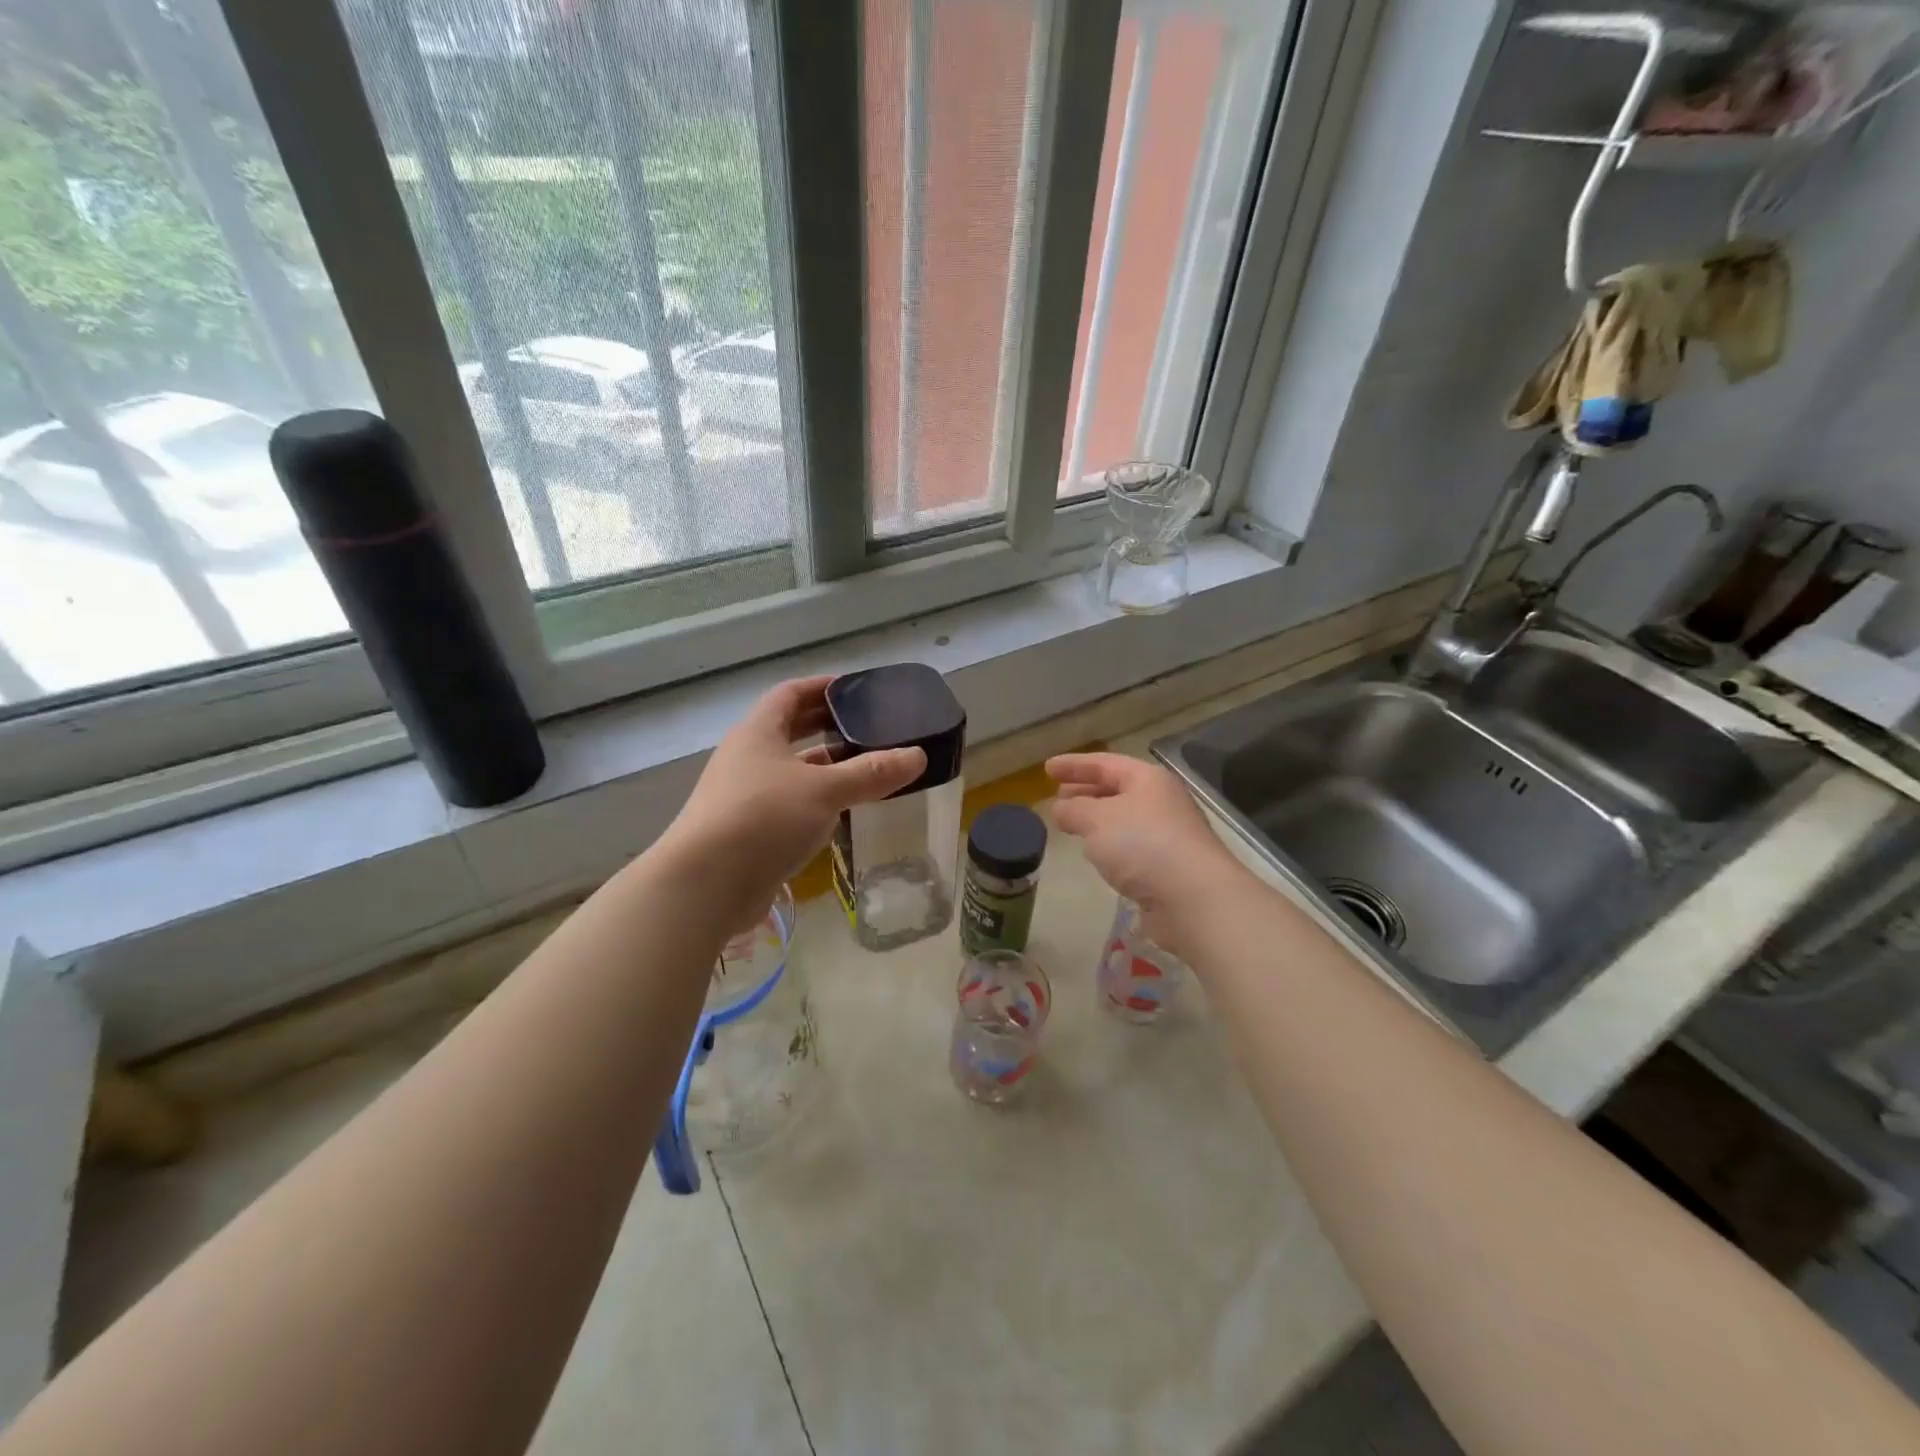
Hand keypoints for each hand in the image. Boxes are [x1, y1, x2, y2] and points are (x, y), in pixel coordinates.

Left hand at [658, 676, 925, 912]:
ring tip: (866, 769)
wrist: (705, 884)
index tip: (856, 689)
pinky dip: (816, 801)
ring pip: (791, 771)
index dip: (822, 687)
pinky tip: (842, 812)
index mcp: (758, 732)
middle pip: (789, 730)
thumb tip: (918, 756)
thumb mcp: (825, 790)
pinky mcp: (747, 831)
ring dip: (825, 767)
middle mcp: (747, 758)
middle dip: (827, 726)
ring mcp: (743, 796)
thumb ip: (872, 773)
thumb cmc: (763, 818)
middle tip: (869, 727)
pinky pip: (788, 804)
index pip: (790, 694)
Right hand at [1046, 753, 1245, 948]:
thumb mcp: (1097, 820)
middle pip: (1117, 789)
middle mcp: (1162, 802)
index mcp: (1148, 780)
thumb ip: (1074, 810)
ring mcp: (1169, 835)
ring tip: (1072, 825)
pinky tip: (1097, 856)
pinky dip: (1111, 845)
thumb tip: (1061, 808)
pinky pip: (1132, 846)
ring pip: (1124, 819)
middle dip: (1086, 791)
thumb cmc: (1143, 845)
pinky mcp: (1170, 867)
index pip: (1104, 764)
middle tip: (1058, 796)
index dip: (1074, 765)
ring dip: (1097, 819)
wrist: (1194, 899)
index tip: (1046, 769)